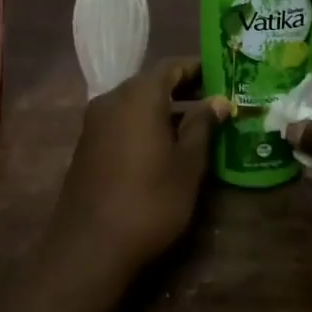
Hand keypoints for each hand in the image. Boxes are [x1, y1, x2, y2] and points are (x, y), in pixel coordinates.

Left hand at [52, 58, 231, 275]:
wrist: (90, 245)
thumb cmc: (149, 200)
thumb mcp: (187, 164)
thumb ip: (202, 126)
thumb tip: (218, 100)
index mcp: (139, 95)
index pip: (172, 66)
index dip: (199, 68)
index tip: (224, 75)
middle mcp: (112, 98)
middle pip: (152, 82)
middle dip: (184, 89)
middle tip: (216, 101)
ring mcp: (95, 121)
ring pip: (136, 103)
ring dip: (164, 109)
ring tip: (198, 125)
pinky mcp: (88, 144)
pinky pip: (122, 121)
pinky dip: (145, 124)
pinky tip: (166, 146)